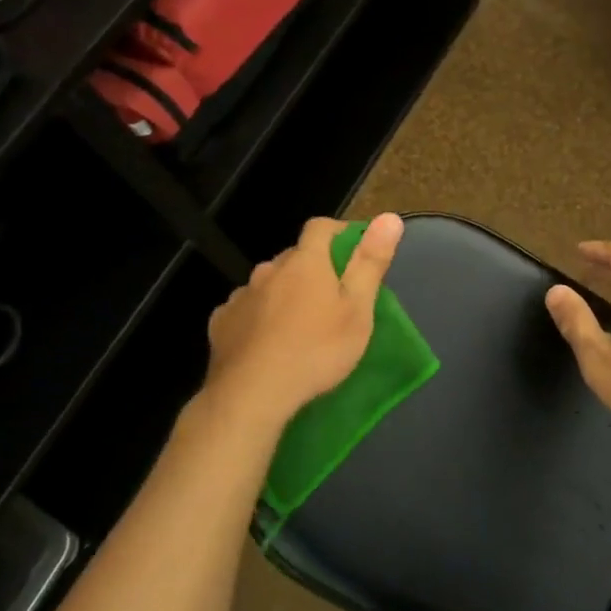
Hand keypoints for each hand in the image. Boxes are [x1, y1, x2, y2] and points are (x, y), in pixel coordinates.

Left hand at [203, 214, 402, 428]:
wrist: (252, 394)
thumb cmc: (316, 350)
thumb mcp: (357, 309)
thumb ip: (370, 262)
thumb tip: (389, 217)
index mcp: (305, 262)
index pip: (321, 227)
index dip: (339, 232)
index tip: (355, 249)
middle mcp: (269, 270)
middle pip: (294, 257)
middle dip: (313, 267)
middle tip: (332, 297)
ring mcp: (242, 296)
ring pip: (268, 283)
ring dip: (283, 292)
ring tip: (298, 322)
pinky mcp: (221, 323)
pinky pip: (245, 309)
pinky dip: (258, 316)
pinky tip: (265, 340)